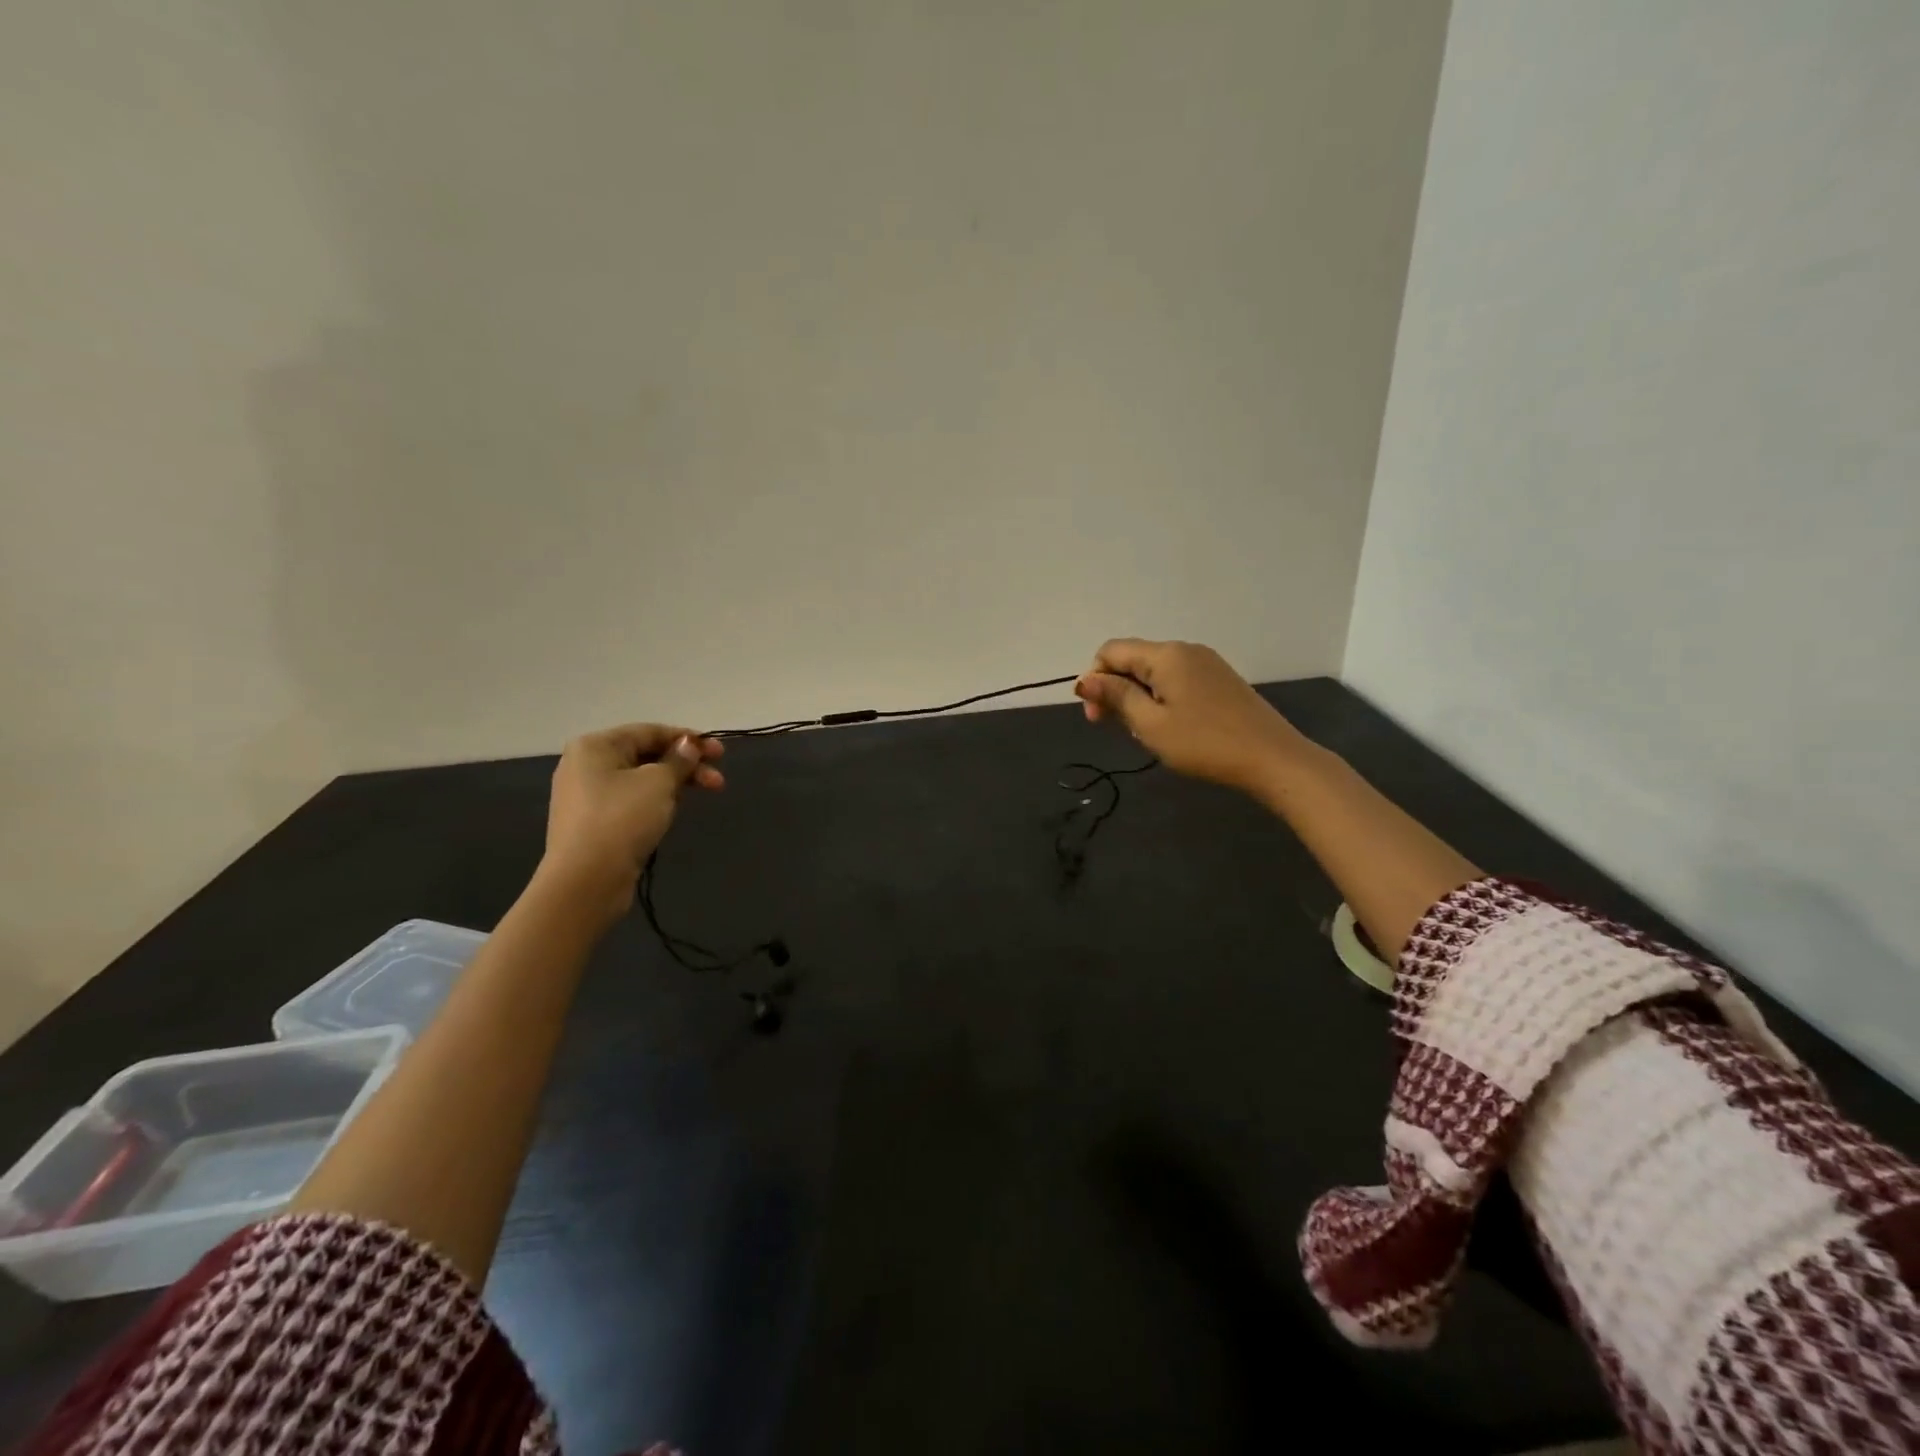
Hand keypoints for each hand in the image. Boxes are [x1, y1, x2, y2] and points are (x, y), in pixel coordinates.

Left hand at [540, 723, 725, 920]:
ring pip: (642, 780)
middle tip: (719, 780)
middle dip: (686, 766)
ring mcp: (588, 796)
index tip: (720, 752)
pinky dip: (657, 801)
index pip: (650, 731)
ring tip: (703, 796)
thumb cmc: (622, 820)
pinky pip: (632, 801)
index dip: (688, 739)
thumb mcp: (659, 783)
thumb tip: (689, 745)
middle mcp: (586, 765)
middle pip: (647, 755)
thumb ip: (679, 760)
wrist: (586, 882)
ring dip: (676, 784)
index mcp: (595, 746)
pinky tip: (674, 811)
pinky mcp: (595, 823)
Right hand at [1075, 639, 1312, 793]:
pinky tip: (1169, 725)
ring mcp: (1206, 663)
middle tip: (1112, 728)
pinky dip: (1160, 697)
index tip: (1095, 716)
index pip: (1111, 651)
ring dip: (1137, 695)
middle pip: (1133, 658)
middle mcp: (1185, 649)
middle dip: (1114, 688)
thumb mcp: (1150, 724)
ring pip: (1154, 671)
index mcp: (1165, 655)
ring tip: (1144, 731)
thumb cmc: (1204, 743)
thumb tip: (1085, 680)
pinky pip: (1177, 679)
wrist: (1272, 758)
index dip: (1094, 679)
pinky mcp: (1220, 679)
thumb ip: (1116, 697)